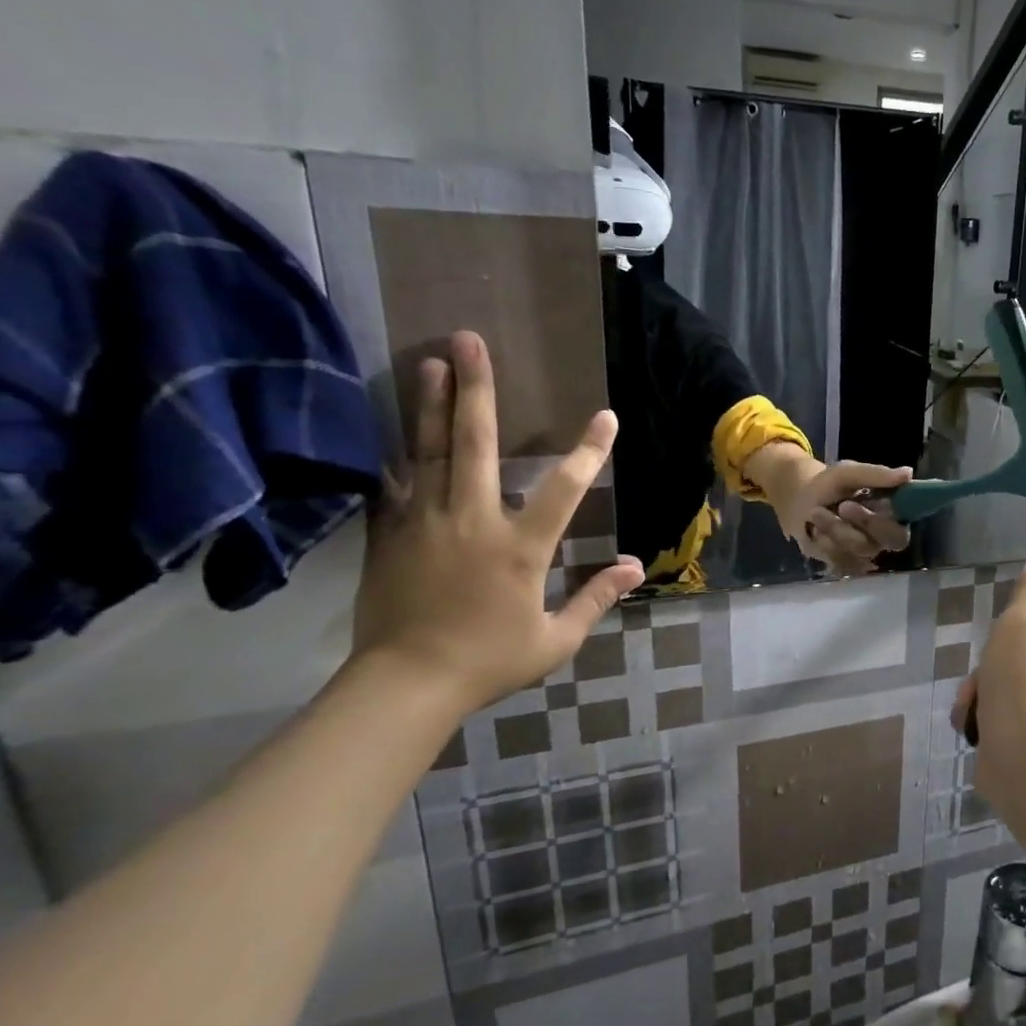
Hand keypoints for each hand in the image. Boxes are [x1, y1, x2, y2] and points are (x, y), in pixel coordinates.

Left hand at [352, 331, 644, 717]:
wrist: (405, 685)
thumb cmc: (489, 661)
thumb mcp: (556, 639)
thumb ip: (596, 597)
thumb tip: (635, 566)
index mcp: (520, 547)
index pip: (564, 489)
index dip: (588, 451)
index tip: (606, 417)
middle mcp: (472, 521)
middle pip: (475, 444)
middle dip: (476, 389)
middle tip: (468, 340)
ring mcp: (425, 523)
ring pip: (429, 451)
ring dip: (431, 403)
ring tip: (430, 360)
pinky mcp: (390, 535)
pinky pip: (395, 483)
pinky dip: (398, 451)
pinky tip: (395, 424)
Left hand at [751, 446, 913, 574]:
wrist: (799, 502)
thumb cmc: (830, 485)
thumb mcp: (848, 473)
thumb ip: (876, 475)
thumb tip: (908, 473)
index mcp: (894, 513)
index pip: (908, 522)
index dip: (894, 517)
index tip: (871, 504)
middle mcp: (886, 536)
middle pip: (892, 540)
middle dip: (866, 521)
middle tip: (844, 506)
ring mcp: (867, 552)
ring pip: (861, 549)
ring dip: (835, 528)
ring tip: (815, 512)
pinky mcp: (847, 564)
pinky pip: (841, 560)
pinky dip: (824, 543)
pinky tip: (815, 531)